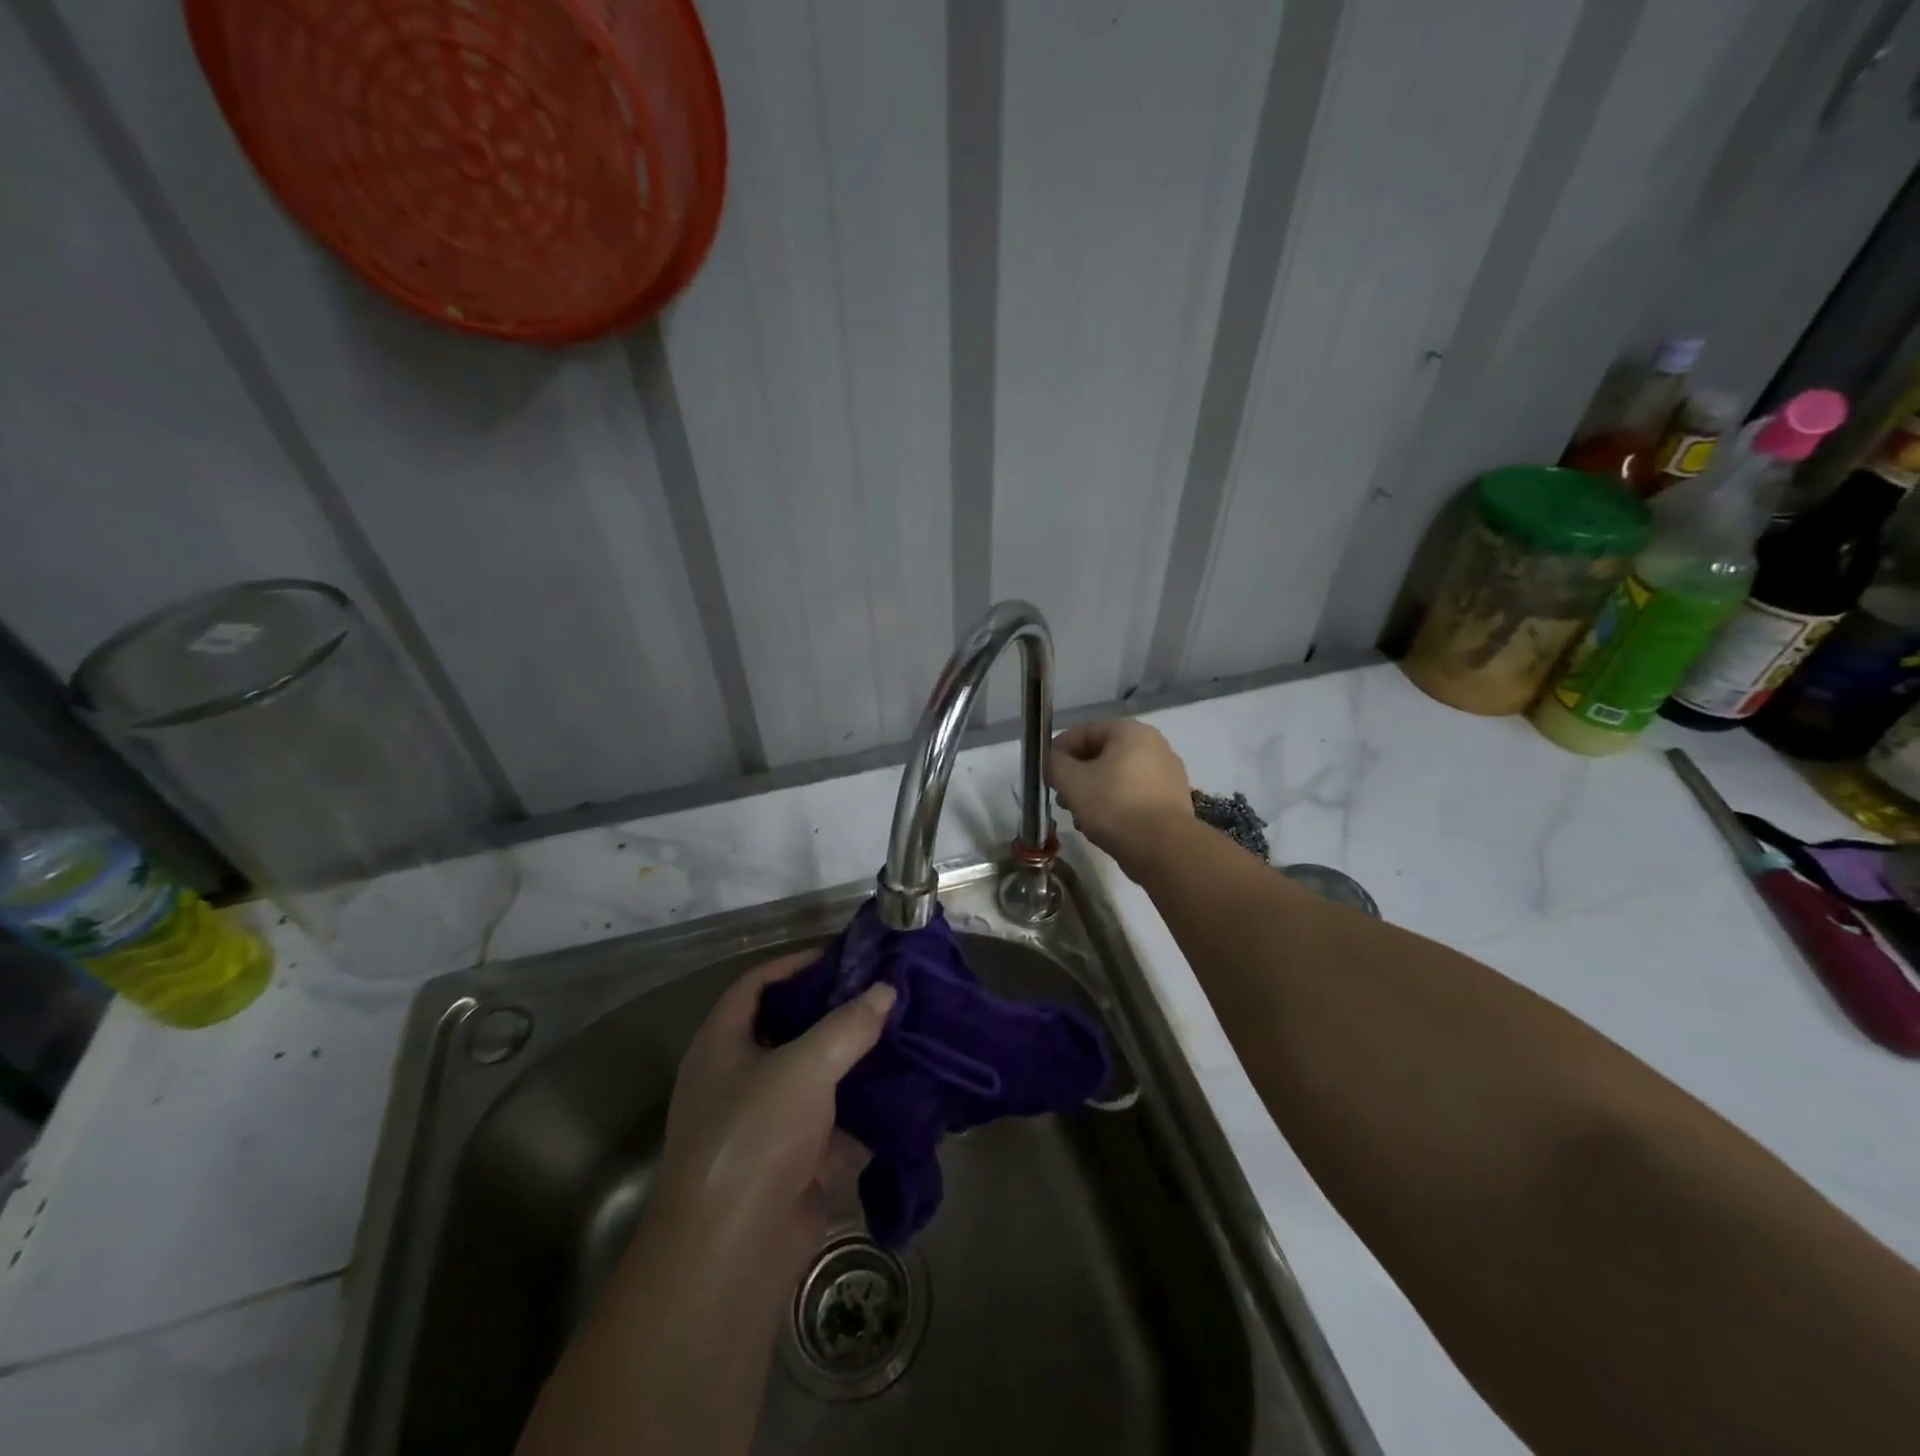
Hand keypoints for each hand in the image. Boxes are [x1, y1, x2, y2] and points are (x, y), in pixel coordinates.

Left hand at [653, 952, 895, 1282]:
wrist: (733, 1255)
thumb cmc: (754, 1138)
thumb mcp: (804, 1068)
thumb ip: (848, 1025)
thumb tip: (886, 990)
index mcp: (723, 1044)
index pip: (757, 985)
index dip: (796, 964)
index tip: (844, 956)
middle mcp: (740, 1076)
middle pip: (791, 1028)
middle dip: (836, 1010)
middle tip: (884, 991)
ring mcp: (768, 1121)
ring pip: (818, 1075)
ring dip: (856, 1058)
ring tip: (902, 1030)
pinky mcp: (795, 1160)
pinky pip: (835, 1120)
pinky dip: (865, 1106)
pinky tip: (904, 1086)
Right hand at [1049, 720, 1193, 873]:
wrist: (1163, 848)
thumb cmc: (1113, 805)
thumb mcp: (1072, 782)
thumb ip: (1055, 764)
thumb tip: (1053, 761)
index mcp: (1131, 732)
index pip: (1085, 731)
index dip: (1059, 749)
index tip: (1045, 772)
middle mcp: (1154, 746)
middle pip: (1103, 754)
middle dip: (1077, 774)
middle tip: (1060, 795)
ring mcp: (1168, 774)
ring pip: (1118, 777)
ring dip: (1094, 792)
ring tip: (1078, 816)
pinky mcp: (1172, 801)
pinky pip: (1135, 795)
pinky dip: (1115, 804)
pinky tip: (1101, 826)